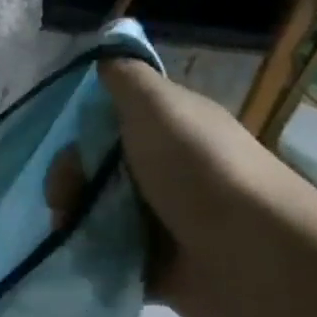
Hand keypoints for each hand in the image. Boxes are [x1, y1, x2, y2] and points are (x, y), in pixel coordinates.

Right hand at [46, 59, 316, 316]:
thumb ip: (126, 77)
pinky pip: (106, 252)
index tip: (68, 150)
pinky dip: (88, 252)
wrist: (253, 254)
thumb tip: (104, 53)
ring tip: (68, 232)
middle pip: (94, 168)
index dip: (79, 133)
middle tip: (64, 201)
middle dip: (68, 182)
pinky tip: (80, 253)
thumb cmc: (200, 170)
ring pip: (94, 210)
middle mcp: (164, 170)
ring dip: (73, 219)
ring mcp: (160, 219)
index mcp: (167, 130)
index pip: (106, 123)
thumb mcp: (158, 105)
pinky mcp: (154, 263)